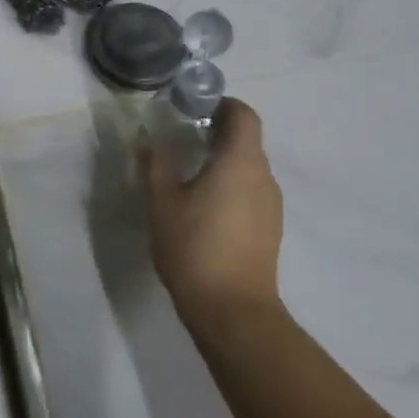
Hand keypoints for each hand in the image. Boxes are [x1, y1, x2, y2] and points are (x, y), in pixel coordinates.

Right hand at [142, 98, 283, 338]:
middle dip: (220, 133)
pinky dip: (234, 187)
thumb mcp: (163, 204)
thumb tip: (147, 140)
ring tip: (193, 176)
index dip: (224, 105)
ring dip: (226, 162)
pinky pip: (253, 193)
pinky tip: (208, 209)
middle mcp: (263, 176)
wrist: (234, 312)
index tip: (197, 109)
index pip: (244, 115)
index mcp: (241, 161)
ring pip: (251, 168)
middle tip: (186, 139)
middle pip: (248, 140)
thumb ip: (156, 166)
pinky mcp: (271, 230)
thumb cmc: (196, 248)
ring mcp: (272, 205)